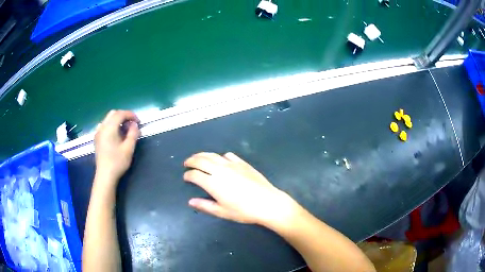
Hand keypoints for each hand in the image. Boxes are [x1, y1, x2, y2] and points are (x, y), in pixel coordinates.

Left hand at [94, 110, 139, 188]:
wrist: (105, 175)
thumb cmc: (117, 162)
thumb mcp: (129, 148)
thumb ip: (133, 134)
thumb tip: (135, 124)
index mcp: (109, 128)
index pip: (120, 114)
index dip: (131, 115)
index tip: (139, 121)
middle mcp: (102, 127)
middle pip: (113, 114)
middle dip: (124, 116)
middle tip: (132, 124)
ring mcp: (98, 132)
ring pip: (108, 119)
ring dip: (117, 120)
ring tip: (124, 129)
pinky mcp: (97, 138)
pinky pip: (104, 125)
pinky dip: (111, 125)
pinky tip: (115, 134)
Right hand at [183, 152, 298, 225]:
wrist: (267, 202)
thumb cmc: (244, 211)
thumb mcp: (222, 212)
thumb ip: (205, 205)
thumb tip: (190, 201)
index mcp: (213, 183)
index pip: (195, 175)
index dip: (188, 175)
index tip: (185, 177)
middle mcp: (220, 170)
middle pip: (201, 160)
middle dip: (191, 160)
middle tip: (187, 163)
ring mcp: (232, 164)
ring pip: (213, 155)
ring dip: (203, 155)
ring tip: (198, 157)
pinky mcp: (243, 163)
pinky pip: (228, 155)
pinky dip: (220, 156)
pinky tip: (221, 160)